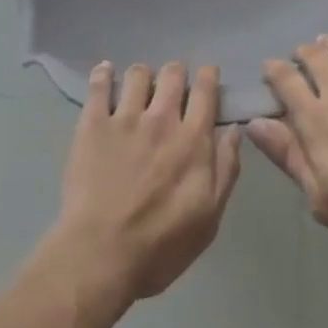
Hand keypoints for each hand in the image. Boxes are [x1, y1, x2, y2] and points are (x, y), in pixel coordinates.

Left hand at [50, 62, 243, 304]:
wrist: (101, 255)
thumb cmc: (161, 246)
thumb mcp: (209, 218)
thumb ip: (226, 169)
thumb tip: (234, 130)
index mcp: (193, 140)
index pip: (206, 91)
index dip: (208, 76)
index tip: (207, 75)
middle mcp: (162, 119)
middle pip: (173, 74)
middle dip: (176, 73)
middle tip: (171, 86)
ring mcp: (125, 118)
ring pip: (138, 74)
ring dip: (142, 76)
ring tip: (137, 88)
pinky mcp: (93, 124)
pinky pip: (98, 85)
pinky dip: (103, 74)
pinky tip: (105, 72)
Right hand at [250, 21, 327, 259]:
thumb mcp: (321, 197)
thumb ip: (288, 156)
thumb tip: (254, 123)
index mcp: (316, 121)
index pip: (287, 82)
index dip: (274, 70)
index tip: (268, 67)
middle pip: (315, 58)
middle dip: (302, 52)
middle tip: (299, 54)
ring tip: (324, 39)